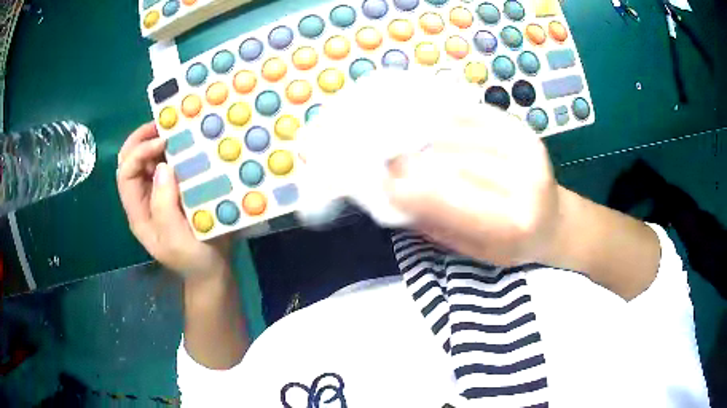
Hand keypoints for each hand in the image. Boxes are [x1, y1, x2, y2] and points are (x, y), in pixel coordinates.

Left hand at [116, 122, 230, 277]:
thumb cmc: (193, 259)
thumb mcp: (174, 240)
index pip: (126, 174)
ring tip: (176, 128)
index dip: (139, 153)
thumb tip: (162, 166)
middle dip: (142, 138)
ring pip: (149, 159)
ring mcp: (160, 192)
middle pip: (131, 160)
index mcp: (138, 212)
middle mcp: (144, 198)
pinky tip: (189, 143)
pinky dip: (176, 150)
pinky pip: (170, 163)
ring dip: (159, 140)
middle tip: (164, 123)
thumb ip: (163, 206)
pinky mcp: (176, 189)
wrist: (213, 271)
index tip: (164, 143)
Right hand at [386, 106, 561, 266]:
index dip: (410, 191)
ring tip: (406, 142)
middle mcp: (525, 183)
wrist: (554, 222)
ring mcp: (527, 151)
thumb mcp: (474, 251)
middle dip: (413, 160)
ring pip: (462, 135)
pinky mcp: (525, 131)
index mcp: (513, 224)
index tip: (382, 184)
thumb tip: (397, 194)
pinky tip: (432, 124)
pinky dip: (448, 118)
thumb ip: (439, 224)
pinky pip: (476, 116)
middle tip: (388, 159)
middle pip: (453, 161)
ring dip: (425, 137)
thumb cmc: (512, 245)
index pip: (450, 201)